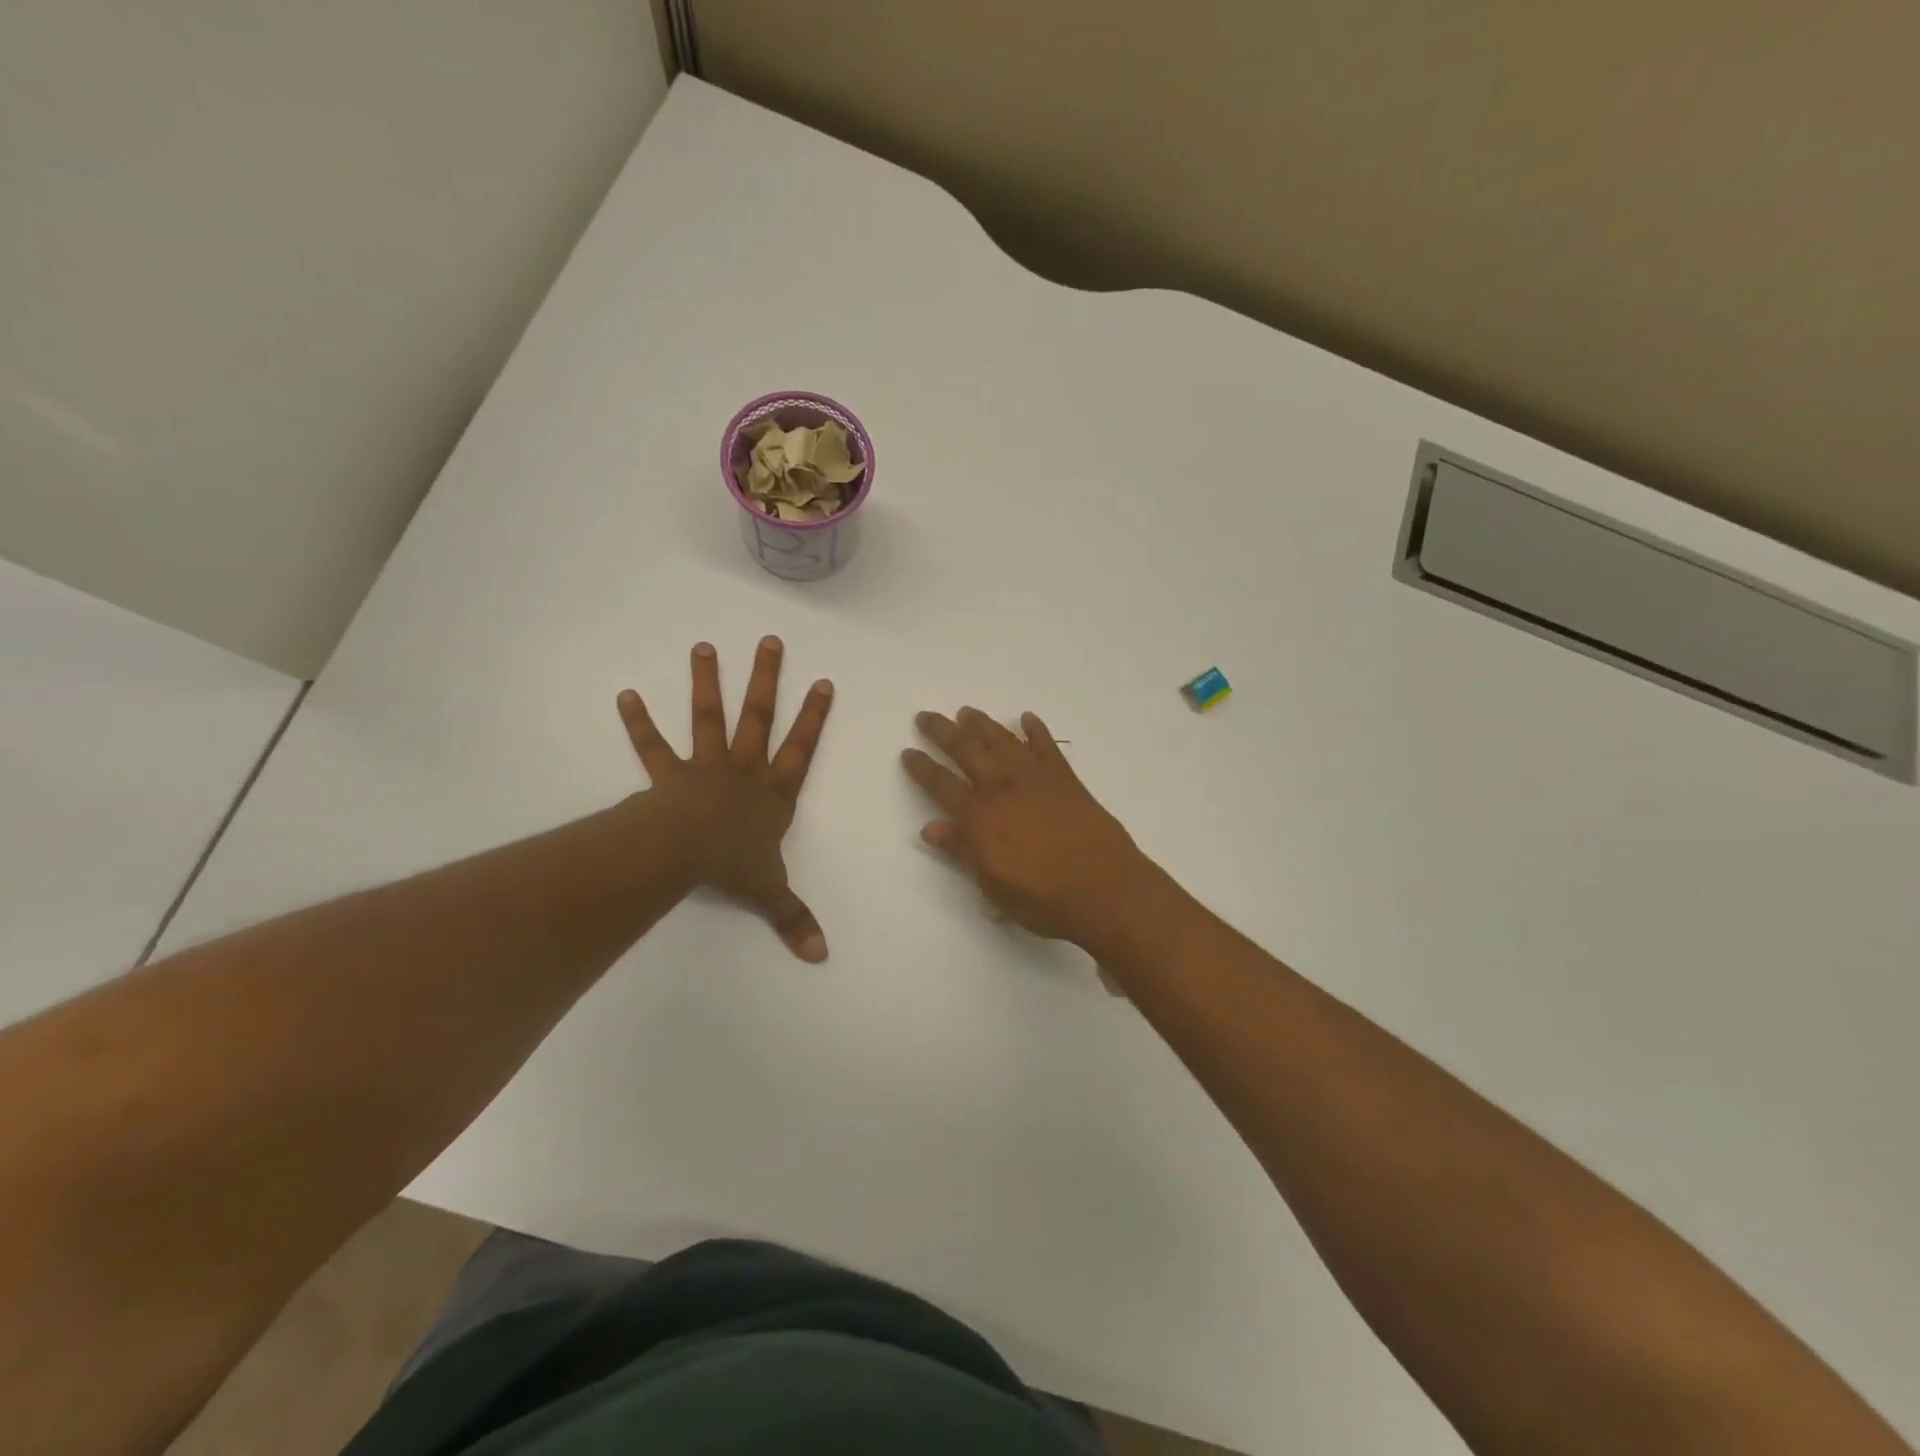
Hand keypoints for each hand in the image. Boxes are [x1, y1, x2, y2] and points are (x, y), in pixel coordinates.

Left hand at [617, 638, 833, 960]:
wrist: (688, 853)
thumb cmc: (735, 865)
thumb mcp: (771, 892)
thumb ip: (794, 918)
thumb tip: (821, 956)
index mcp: (773, 793)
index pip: (802, 749)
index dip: (814, 717)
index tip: (823, 682)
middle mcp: (744, 770)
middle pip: (759, 717)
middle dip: (766, 679)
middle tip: (769, 641)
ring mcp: (705, 767)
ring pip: (710, 718)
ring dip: (708, 683)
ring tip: (704, 646)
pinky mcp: (669, 775)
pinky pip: (653, 747)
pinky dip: (638, 723)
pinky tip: (624, 695)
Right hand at [902, 707, 1151, 945]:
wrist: (1103, 888)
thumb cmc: (1042, 898)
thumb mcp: (992, 885)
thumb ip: (962, 851)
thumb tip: (931, 828)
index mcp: (979, 816)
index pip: (941, 785)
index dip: (922, 768)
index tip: (908, 752)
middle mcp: (1002, 788)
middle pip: (966, 750)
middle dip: (943, 732)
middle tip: (926, 716)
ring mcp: (1036, 779)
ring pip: (1002, 741)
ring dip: (982, 724)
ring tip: (966, 712)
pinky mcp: (1066, 779)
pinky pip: (1047, 746)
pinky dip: (1036, 730)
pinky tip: (1027, 718)